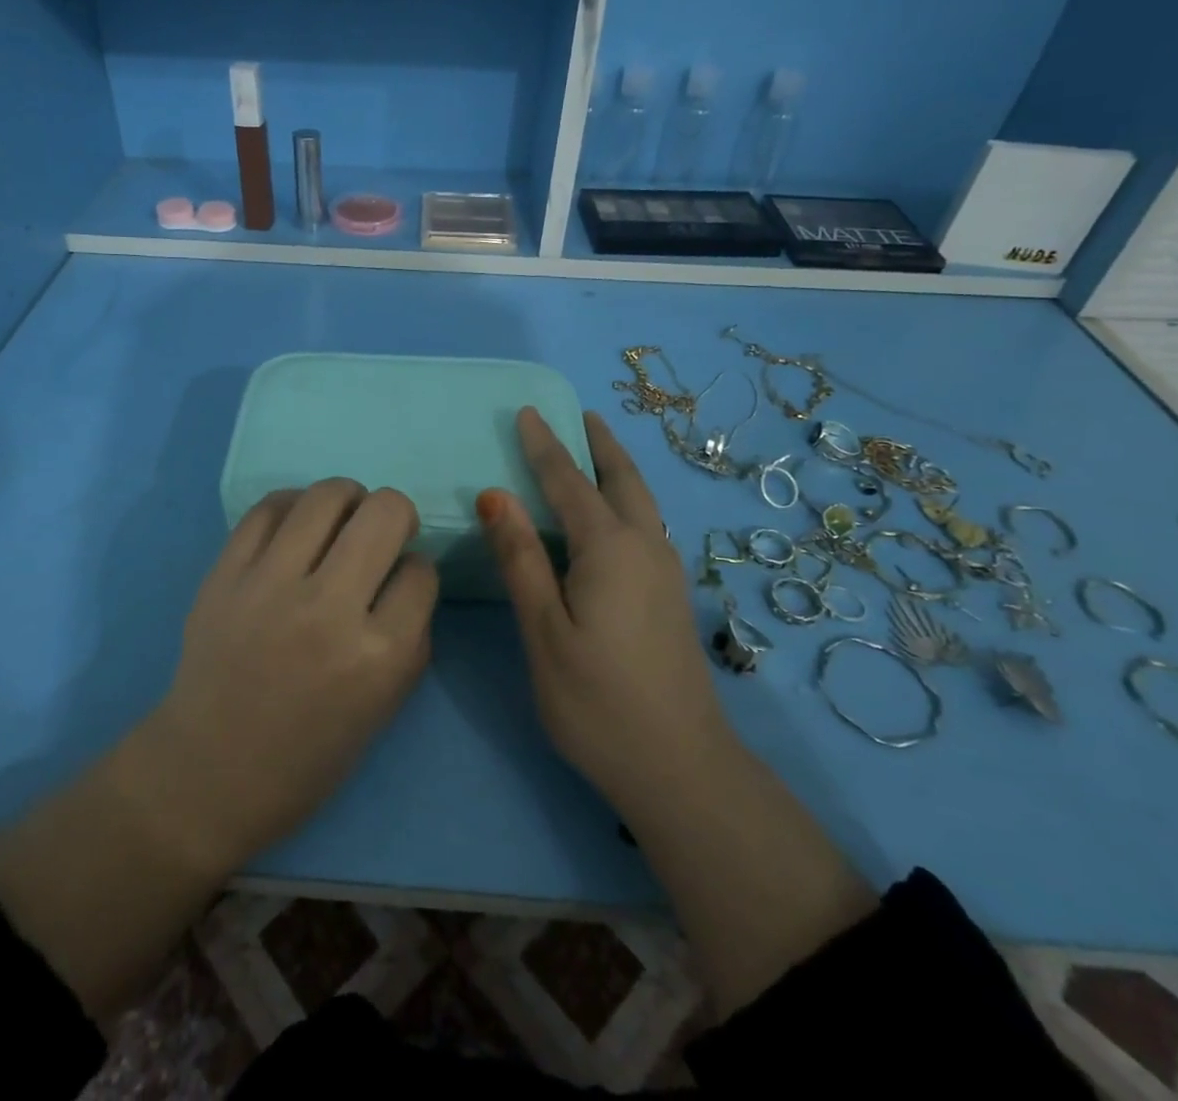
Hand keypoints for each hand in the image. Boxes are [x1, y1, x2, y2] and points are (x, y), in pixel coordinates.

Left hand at [142, 479, 437, 870]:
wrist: (208, 774)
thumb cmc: (307, 756)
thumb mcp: (384, 707)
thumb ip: (410, 636)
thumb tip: (409, 572)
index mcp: (378, 656)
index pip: (421, 572)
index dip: (418, 569)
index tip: (402, 579)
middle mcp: (327, 609)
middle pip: (385, 513)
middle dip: (397, 513)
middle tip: (383, 532)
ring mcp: (270, 585)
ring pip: (326, 496)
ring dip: (349, 498)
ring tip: (343, 517)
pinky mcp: (225, 574)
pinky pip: (268, 508)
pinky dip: (294, 506)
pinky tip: (298, 523)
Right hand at [476, 408, 730, 826]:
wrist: (681, 767)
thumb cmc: (597, 701)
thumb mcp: (544, 631)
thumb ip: (521, 559)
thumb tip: (496, 494)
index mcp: (609, 548)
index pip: (569, 482)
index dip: (545, 446)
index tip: (528, 411)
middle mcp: (645, 547)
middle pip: (622, 479)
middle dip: (600, 444)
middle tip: (581, 414)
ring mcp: (666, 571)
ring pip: (642, 501)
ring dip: (617, 468)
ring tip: (597, 449)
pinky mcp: (672, 595)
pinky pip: (646, 523)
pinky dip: (627, 497)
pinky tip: (615, 514)